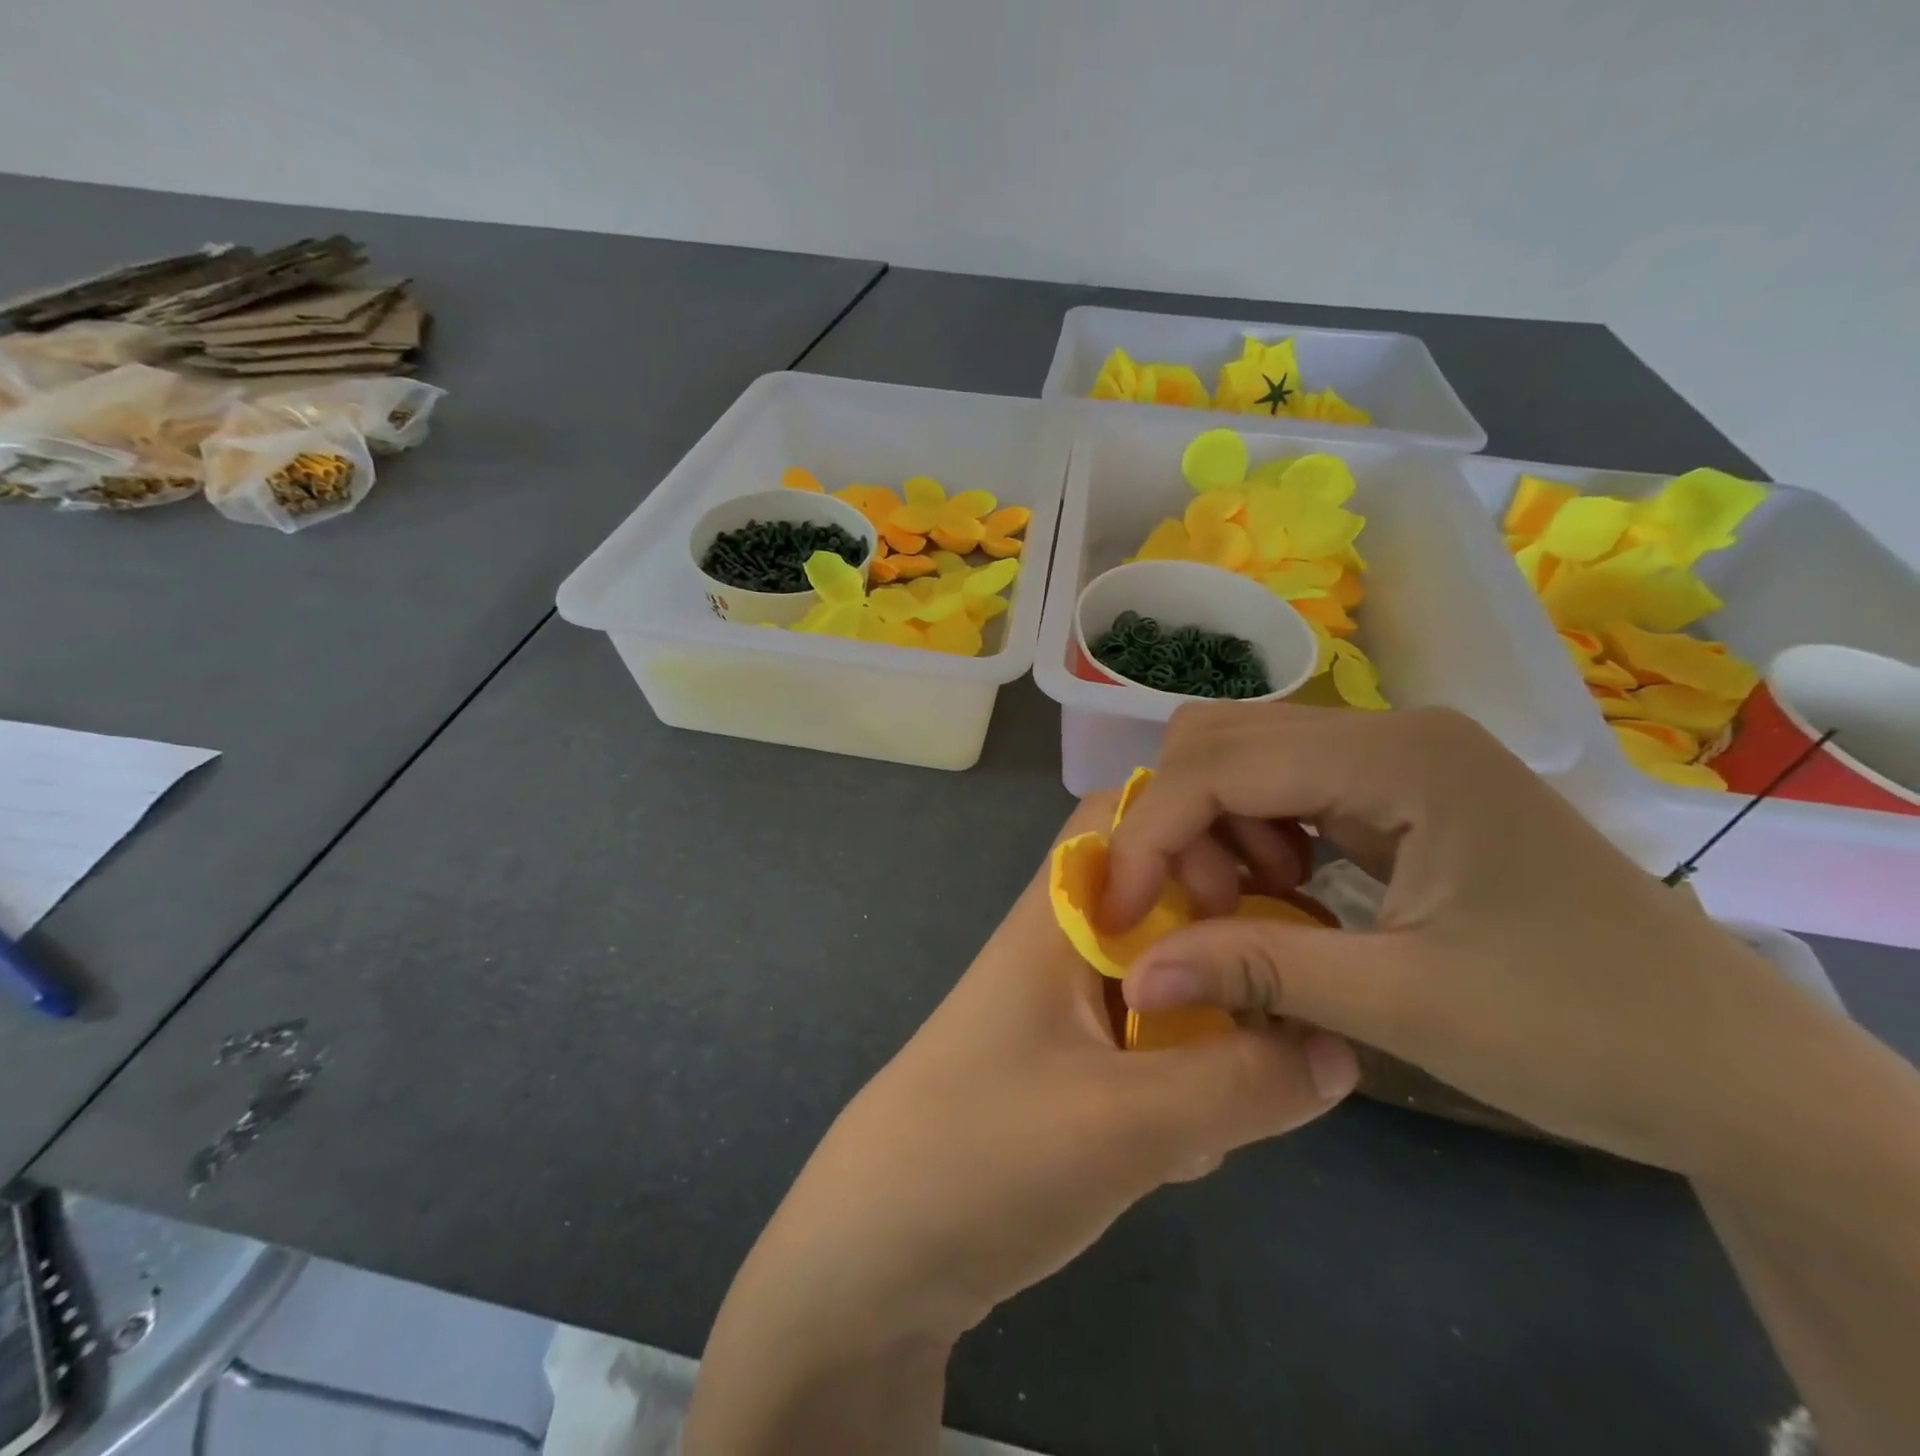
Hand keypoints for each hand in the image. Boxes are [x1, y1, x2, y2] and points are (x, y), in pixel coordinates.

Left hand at [716, 793, 1356, 1350]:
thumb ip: (1243, 1080)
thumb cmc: (986, 1156)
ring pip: (1169, 979)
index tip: (1269, 882)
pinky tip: (1186, 1152)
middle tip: (1278, 1006)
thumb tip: (1344, 1048)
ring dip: (1213, 1029)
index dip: (1196, 825)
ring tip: (1231, 1103)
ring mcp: (1066, 1010)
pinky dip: (1185, 1080)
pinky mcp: (1072, 1069)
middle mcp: (1063, 946)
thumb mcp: (1129, 1121)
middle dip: (1228, 945)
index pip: (1125, 816)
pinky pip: (1153, 1045)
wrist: (877, 1256)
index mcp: (1059, 916)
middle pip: (1163, 899)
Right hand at [1103, 703, 1860, 1175]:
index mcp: (1397, 756)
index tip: (1116, 912)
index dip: (1150, 834)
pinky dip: (1252, 837)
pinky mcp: (1400, 792)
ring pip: (1246, 759)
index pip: (1219, 764)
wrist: (1733, 1070)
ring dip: (1213, 830)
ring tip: (1244, 910)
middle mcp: (1389, 731)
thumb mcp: (1403, 1003)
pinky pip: (1285, 790)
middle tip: (1199, 911)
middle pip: (1221, 739)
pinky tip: (1281, 893)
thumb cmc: (1582, 1031)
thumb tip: (1134, 974)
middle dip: (1180, 823)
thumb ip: (1254, 969)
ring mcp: (1396, 758)